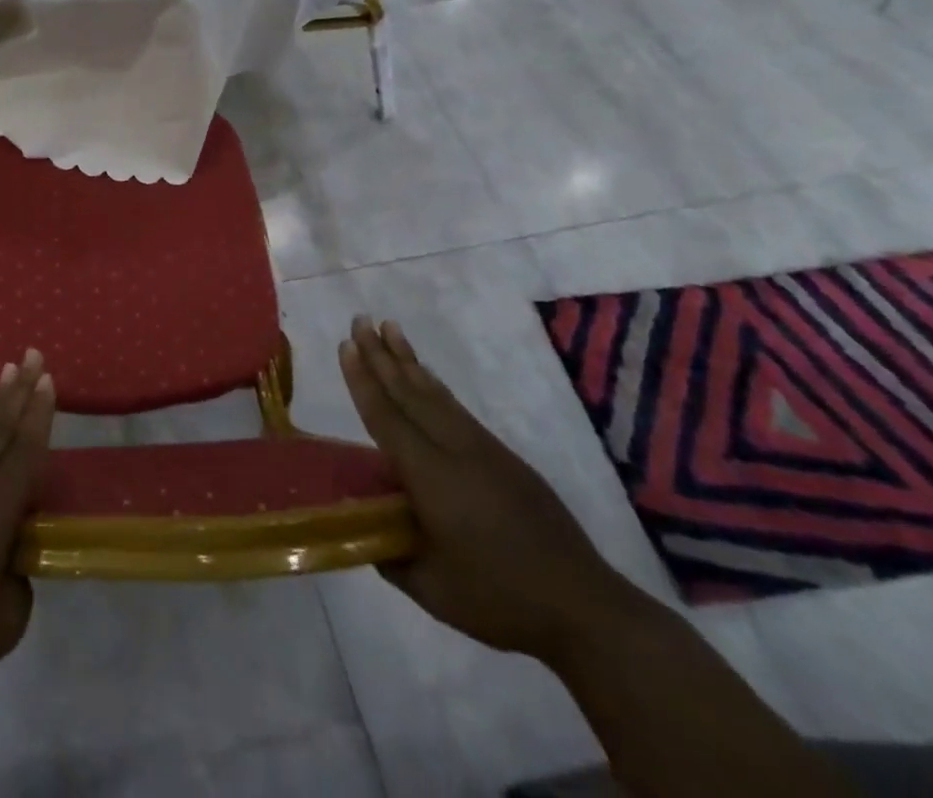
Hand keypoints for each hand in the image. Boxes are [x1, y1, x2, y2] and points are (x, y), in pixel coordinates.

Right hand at [339, 318, 640, 664]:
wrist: (586, 610)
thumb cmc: (500, 601)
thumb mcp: (432, 590)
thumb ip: (391, 555)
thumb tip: (364, 529)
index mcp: (431, 478)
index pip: (386, 417)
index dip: (363, 381)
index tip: (346, 345)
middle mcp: (455, 451)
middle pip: (409, 393)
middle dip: (381, 355)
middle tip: (359, 321)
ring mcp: (484, 450)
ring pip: (435, 394)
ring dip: (408, 360)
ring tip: (389, 328)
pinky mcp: (504, 458)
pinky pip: (457, 409)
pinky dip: (435, 385)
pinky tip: (426, 376)